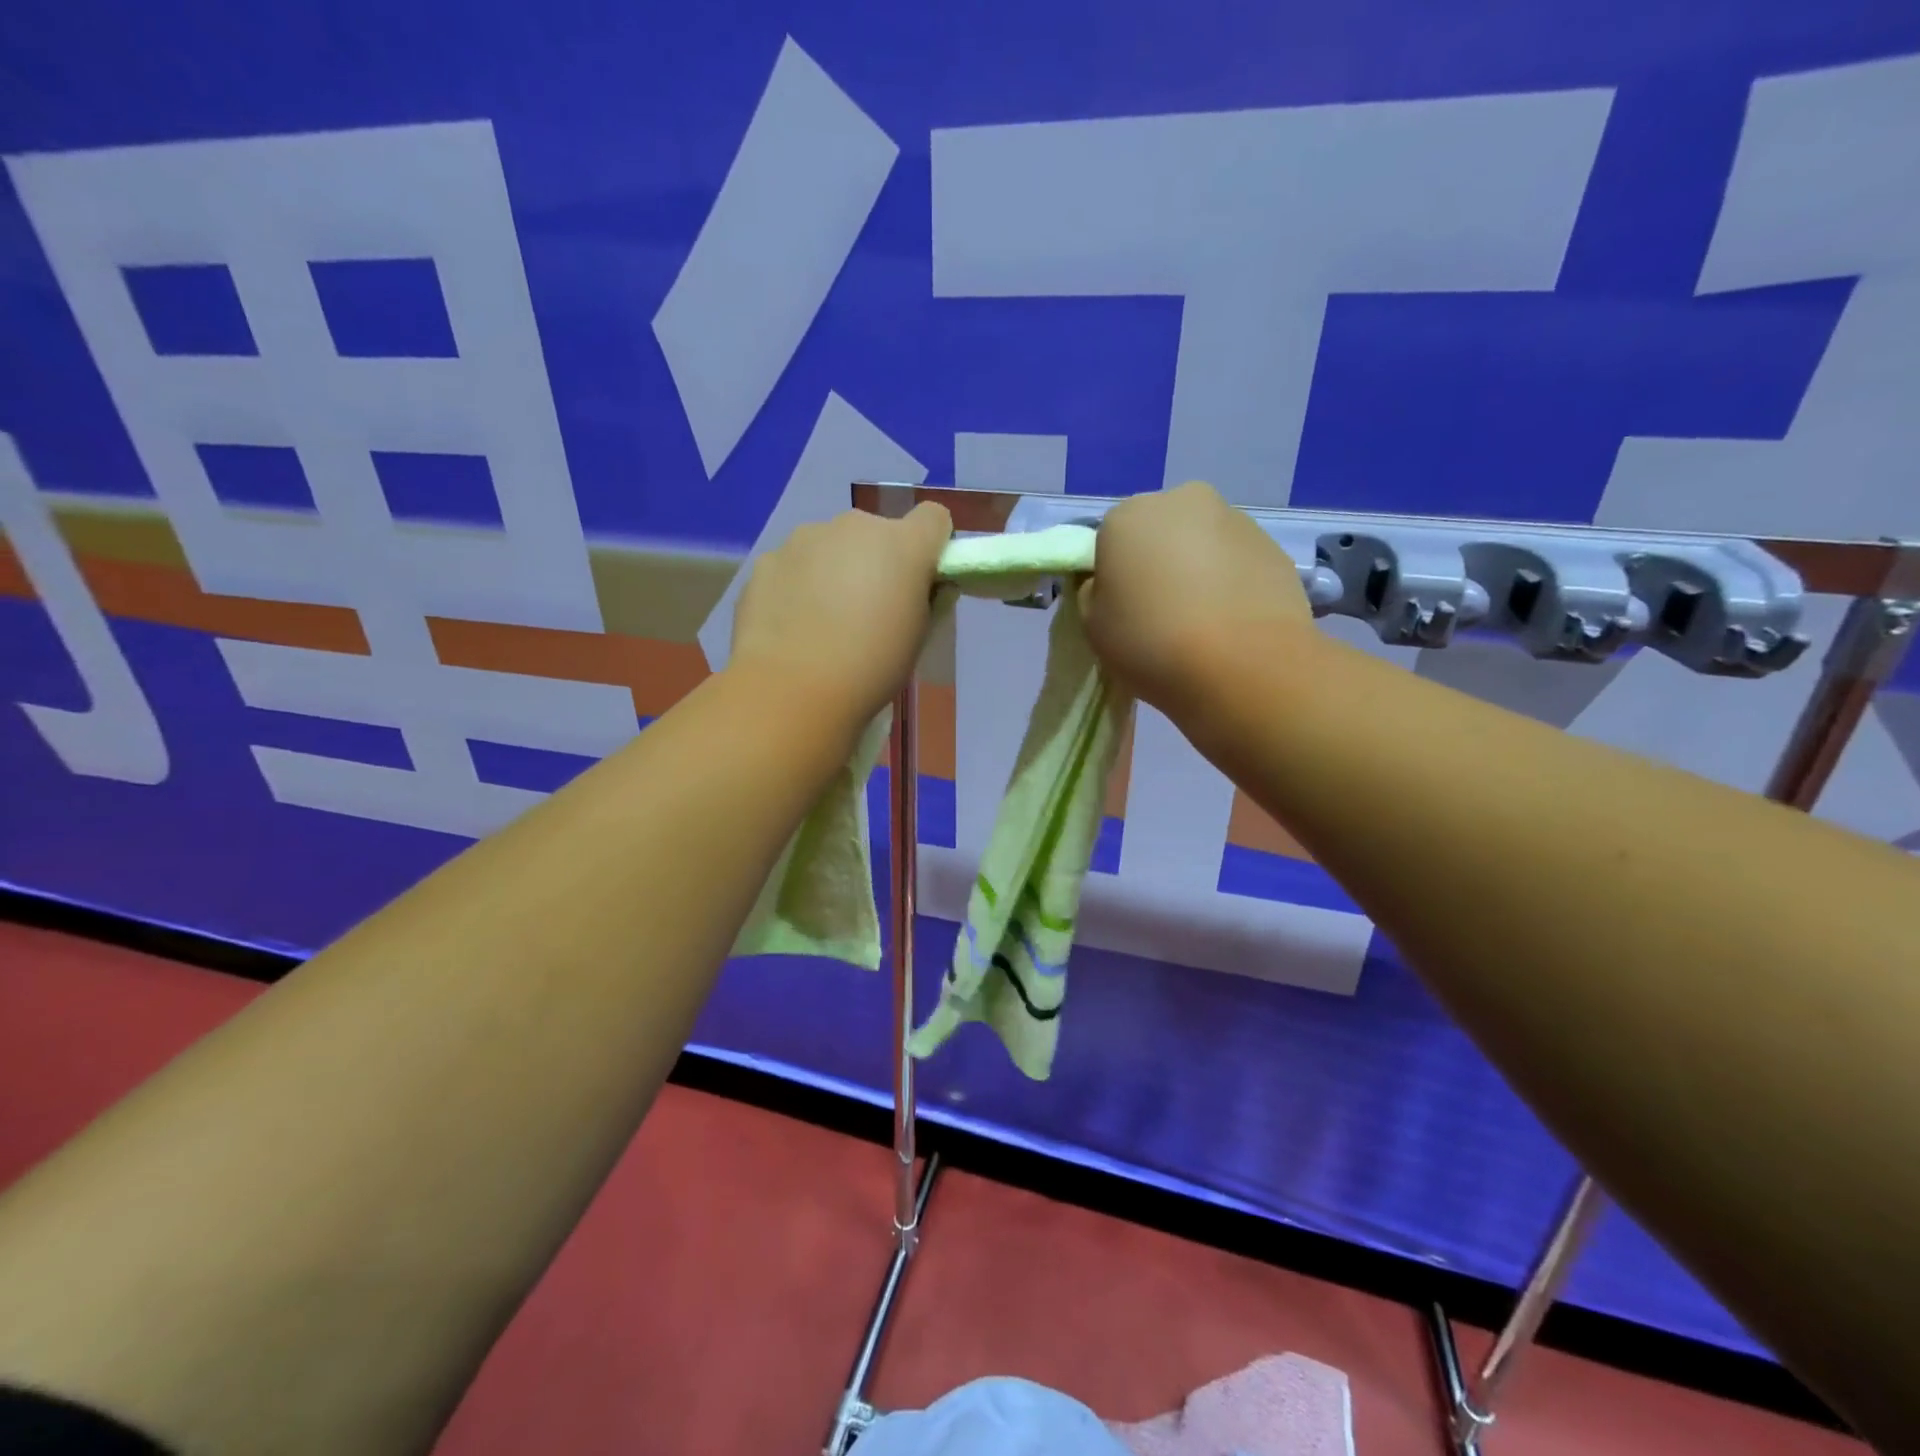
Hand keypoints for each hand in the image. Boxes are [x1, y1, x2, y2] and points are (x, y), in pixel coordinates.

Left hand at [729, 502, 952, 724]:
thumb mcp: (919, 637)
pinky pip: (793, 565)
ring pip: (830, 546)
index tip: (921, 580)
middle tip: (868, 611)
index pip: (933, 518)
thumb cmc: (872, 667)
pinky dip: (797, 586)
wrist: (793, 689)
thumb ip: (926, 599)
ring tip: (822, 622)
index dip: (931, 546)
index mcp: (903, 544)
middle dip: (876, 561)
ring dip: (833, 570)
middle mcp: (854, 526)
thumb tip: (921, 587)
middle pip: (876, 533)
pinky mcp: (767, 560)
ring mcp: (805, 538)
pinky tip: (791, 626)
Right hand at [1080, 481, 1311, 711]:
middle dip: (1158, 562)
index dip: (1113, 574)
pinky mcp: (1273, 547)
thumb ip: (1094, 592)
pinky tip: (1231, 623)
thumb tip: (1113, 582)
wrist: (1243, 667)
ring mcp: (1234, 520)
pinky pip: (1237, 562)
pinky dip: (1231, 583)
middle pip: (1158, 530)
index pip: (1108, 538)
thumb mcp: (1093, 626)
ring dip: (1197, 570)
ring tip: (1201, 622)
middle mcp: (1181, 501)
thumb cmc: (1151, 643)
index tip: (1122, 609)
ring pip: (1202, 542)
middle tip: (1160, 613)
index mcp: (1127, 516)